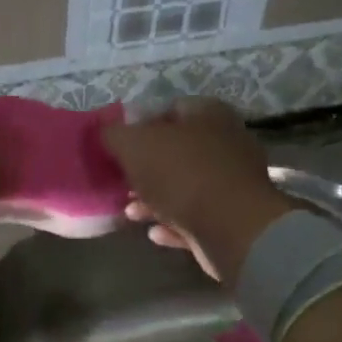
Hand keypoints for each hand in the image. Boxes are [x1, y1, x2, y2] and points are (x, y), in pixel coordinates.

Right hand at [100, 97, 290, 284]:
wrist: (231, 228)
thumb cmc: (181, 174)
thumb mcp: (134, 144)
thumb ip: (114, 135)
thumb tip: (107, 132)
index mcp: (208, 114)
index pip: (170, 109)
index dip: (141, 126)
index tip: (120, 148)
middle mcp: (227, 142)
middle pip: (177, 151)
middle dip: (146, 169)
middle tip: (123, 182)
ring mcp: (233, 182)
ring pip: (185, 186)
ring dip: (155, 200)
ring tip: (131, 212)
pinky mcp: (234, 218)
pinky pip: (197, 217)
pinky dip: (173, 224)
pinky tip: (155, 232)